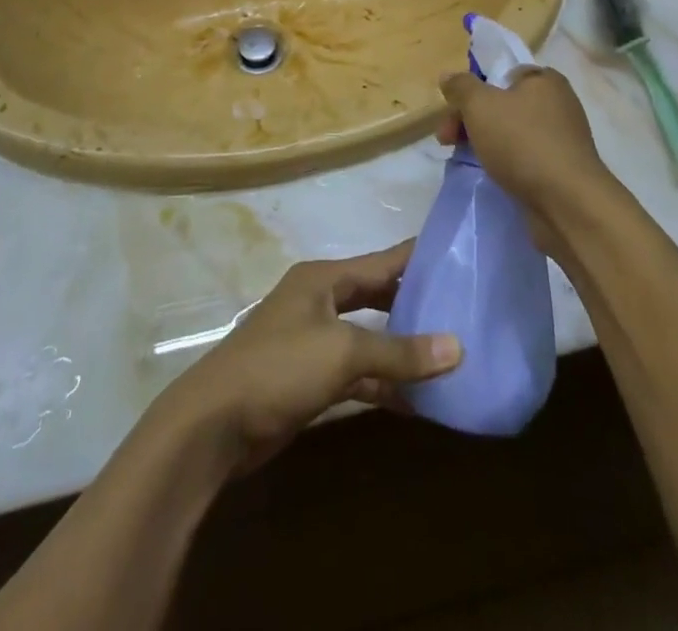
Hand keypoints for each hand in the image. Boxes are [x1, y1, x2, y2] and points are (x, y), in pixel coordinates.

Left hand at [160, 241, 460, 475]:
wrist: (216, 422)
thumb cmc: (279, 367)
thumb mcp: (342, 352)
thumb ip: (398, 351)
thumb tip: (457, 347)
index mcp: (323, 279)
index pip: (380, 262)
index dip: (416, 259)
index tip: (457, 255)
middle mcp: (318, 301)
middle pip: (375, 296)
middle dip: (413, 303)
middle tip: (461, 308)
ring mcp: (312, 340)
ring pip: (368, 336)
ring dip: (401, 348)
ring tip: (449, 354)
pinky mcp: (310, 378)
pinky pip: (357, 372)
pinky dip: (383, 382)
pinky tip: (417, 399)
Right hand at [438, 67, 608, 242]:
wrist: (567, 203)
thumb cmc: (522, 142)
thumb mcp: (480, 105)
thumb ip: (461, 86)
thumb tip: (448, 76)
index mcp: (544, 81)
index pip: (502, 75)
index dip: (473, 90)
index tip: (453, 111)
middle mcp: (558, 105)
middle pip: (503, 105)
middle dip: (471, 120)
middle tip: (446, 140)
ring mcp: (562, 139)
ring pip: (511, 134)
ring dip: (485, 143)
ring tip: (465, 160)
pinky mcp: (562, 170)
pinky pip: (525, 159)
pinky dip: (506, 164)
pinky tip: (493, 176)